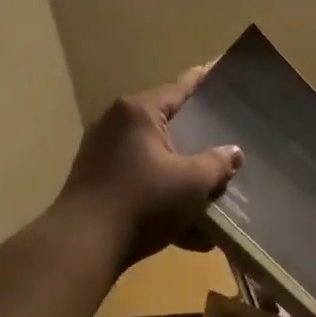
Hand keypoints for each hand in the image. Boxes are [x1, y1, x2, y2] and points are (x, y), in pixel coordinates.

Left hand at [57, 64, 242, 264]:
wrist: (82, 247)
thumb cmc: (142, 202)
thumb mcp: (192, 182)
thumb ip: (218, 164)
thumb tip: (233, 153)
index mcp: (139, 112)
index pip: (181, 87)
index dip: (205, 80)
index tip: (223, 69)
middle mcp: (117, 125)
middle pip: (168, 124)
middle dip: (198, 140)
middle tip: (227, 141)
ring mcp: (103, 155)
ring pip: (156, 159)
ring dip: (183, 179)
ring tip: (213, 196)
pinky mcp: (97, 184)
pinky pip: (141, 184)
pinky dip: (163, 201)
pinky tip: (191, 234)